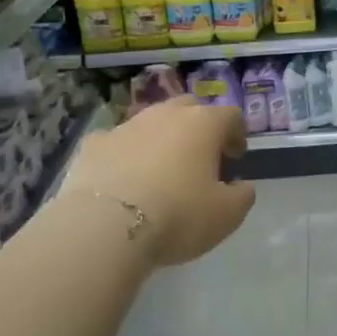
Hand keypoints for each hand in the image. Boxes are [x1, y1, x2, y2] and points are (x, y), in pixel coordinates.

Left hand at [64, 98, 255, 266]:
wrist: (105, 227)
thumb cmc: (178, 215)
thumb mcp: (227, 215)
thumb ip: (242, 195)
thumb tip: (241, 185)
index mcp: (203, 124)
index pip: (230, 115)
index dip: (237, 134)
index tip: (236, 157)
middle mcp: (166, 114)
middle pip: (189, 108)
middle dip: (199, 128)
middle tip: (201, 157)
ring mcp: (126, 126)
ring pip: (151, 121)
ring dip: (161, 139)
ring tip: (161, 170)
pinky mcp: (94, 143)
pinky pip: (117, 142)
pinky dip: (125, 154)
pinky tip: (123, 179)